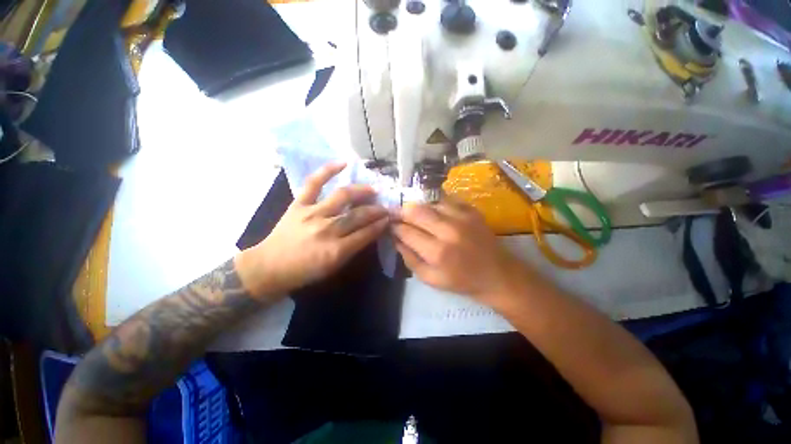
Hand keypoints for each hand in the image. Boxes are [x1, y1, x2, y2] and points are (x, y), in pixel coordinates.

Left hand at [235, 163, 389, 298]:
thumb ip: (353, 248)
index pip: (366, 233)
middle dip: (376, 210)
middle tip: (386, 207)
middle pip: (358, 215)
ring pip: (343, 197)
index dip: (380, 225)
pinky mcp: (299, 204)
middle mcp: (326, 229)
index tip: (389, 218)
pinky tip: (343, 163)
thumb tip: (370, 231)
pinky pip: (314, 183)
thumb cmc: (304, 271)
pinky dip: (328, 170)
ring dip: (362, 192)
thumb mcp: (333, 267)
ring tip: (373, 190)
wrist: (269, 267)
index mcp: (336, 251)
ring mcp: (312, 213)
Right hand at [392, 198, 529, 301]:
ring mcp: (462, 217)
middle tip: (397, 215)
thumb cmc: (462, 281)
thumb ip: (409, 258)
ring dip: (418, 208)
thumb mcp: (430, 279)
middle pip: (415, 211)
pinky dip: (435, 205)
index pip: (406, 231)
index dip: (394, 226)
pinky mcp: (471, 210)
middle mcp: (448, 230)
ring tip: (415, 215)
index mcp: (437, 252)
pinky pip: (446, 200)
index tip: (389, 224)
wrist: (497, 274)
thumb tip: (395, 238)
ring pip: (429, 202)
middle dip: (401, 212)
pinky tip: (434, 212)